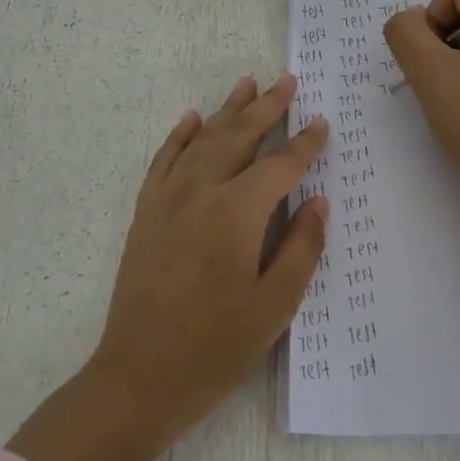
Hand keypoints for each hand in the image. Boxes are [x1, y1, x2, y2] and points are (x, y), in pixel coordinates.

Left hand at [8, 75, 329, 460]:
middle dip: (266, 107)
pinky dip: (179, 136)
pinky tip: (191, 119)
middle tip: (286, 80)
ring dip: (226, 111)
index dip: (304, 144)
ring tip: (246, 83)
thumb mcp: (274, 305)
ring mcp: (167, 201)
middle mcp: (200, 193)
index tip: (321, 122)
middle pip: (238, 138)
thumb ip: (301, 247)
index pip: (280, 166)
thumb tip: (318, 203)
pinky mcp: (146, 215)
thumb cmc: (215, 348)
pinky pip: (163, 162)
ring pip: (202, 141)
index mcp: (237, 213)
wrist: (138, 379)